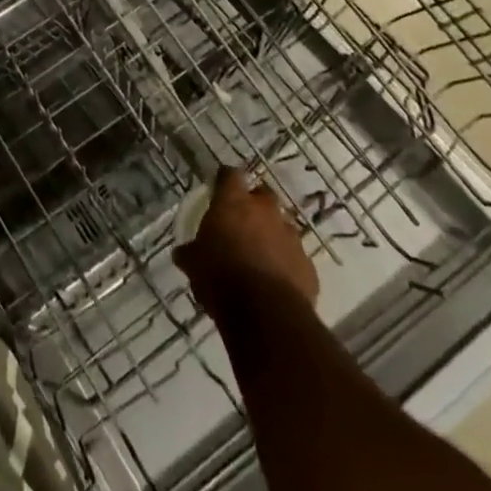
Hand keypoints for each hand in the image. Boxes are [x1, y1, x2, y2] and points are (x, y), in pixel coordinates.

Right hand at [175, 167, 319, 321]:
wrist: (268, 316)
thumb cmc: (222, 278)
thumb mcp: (195, 265)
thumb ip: (190, 253)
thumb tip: (181, 253)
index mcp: (234, 202)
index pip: (230, 175)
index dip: (225, 180)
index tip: (219, 187)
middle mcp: (266, 211)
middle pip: (263, 195)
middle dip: (254, 205)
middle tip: (241, 221)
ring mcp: (291, 237)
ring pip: (283, 226)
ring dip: (273, 234)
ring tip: (260, 254)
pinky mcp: (308, 266)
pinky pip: (295, 257)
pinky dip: (286, 263)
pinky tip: (276, 281)